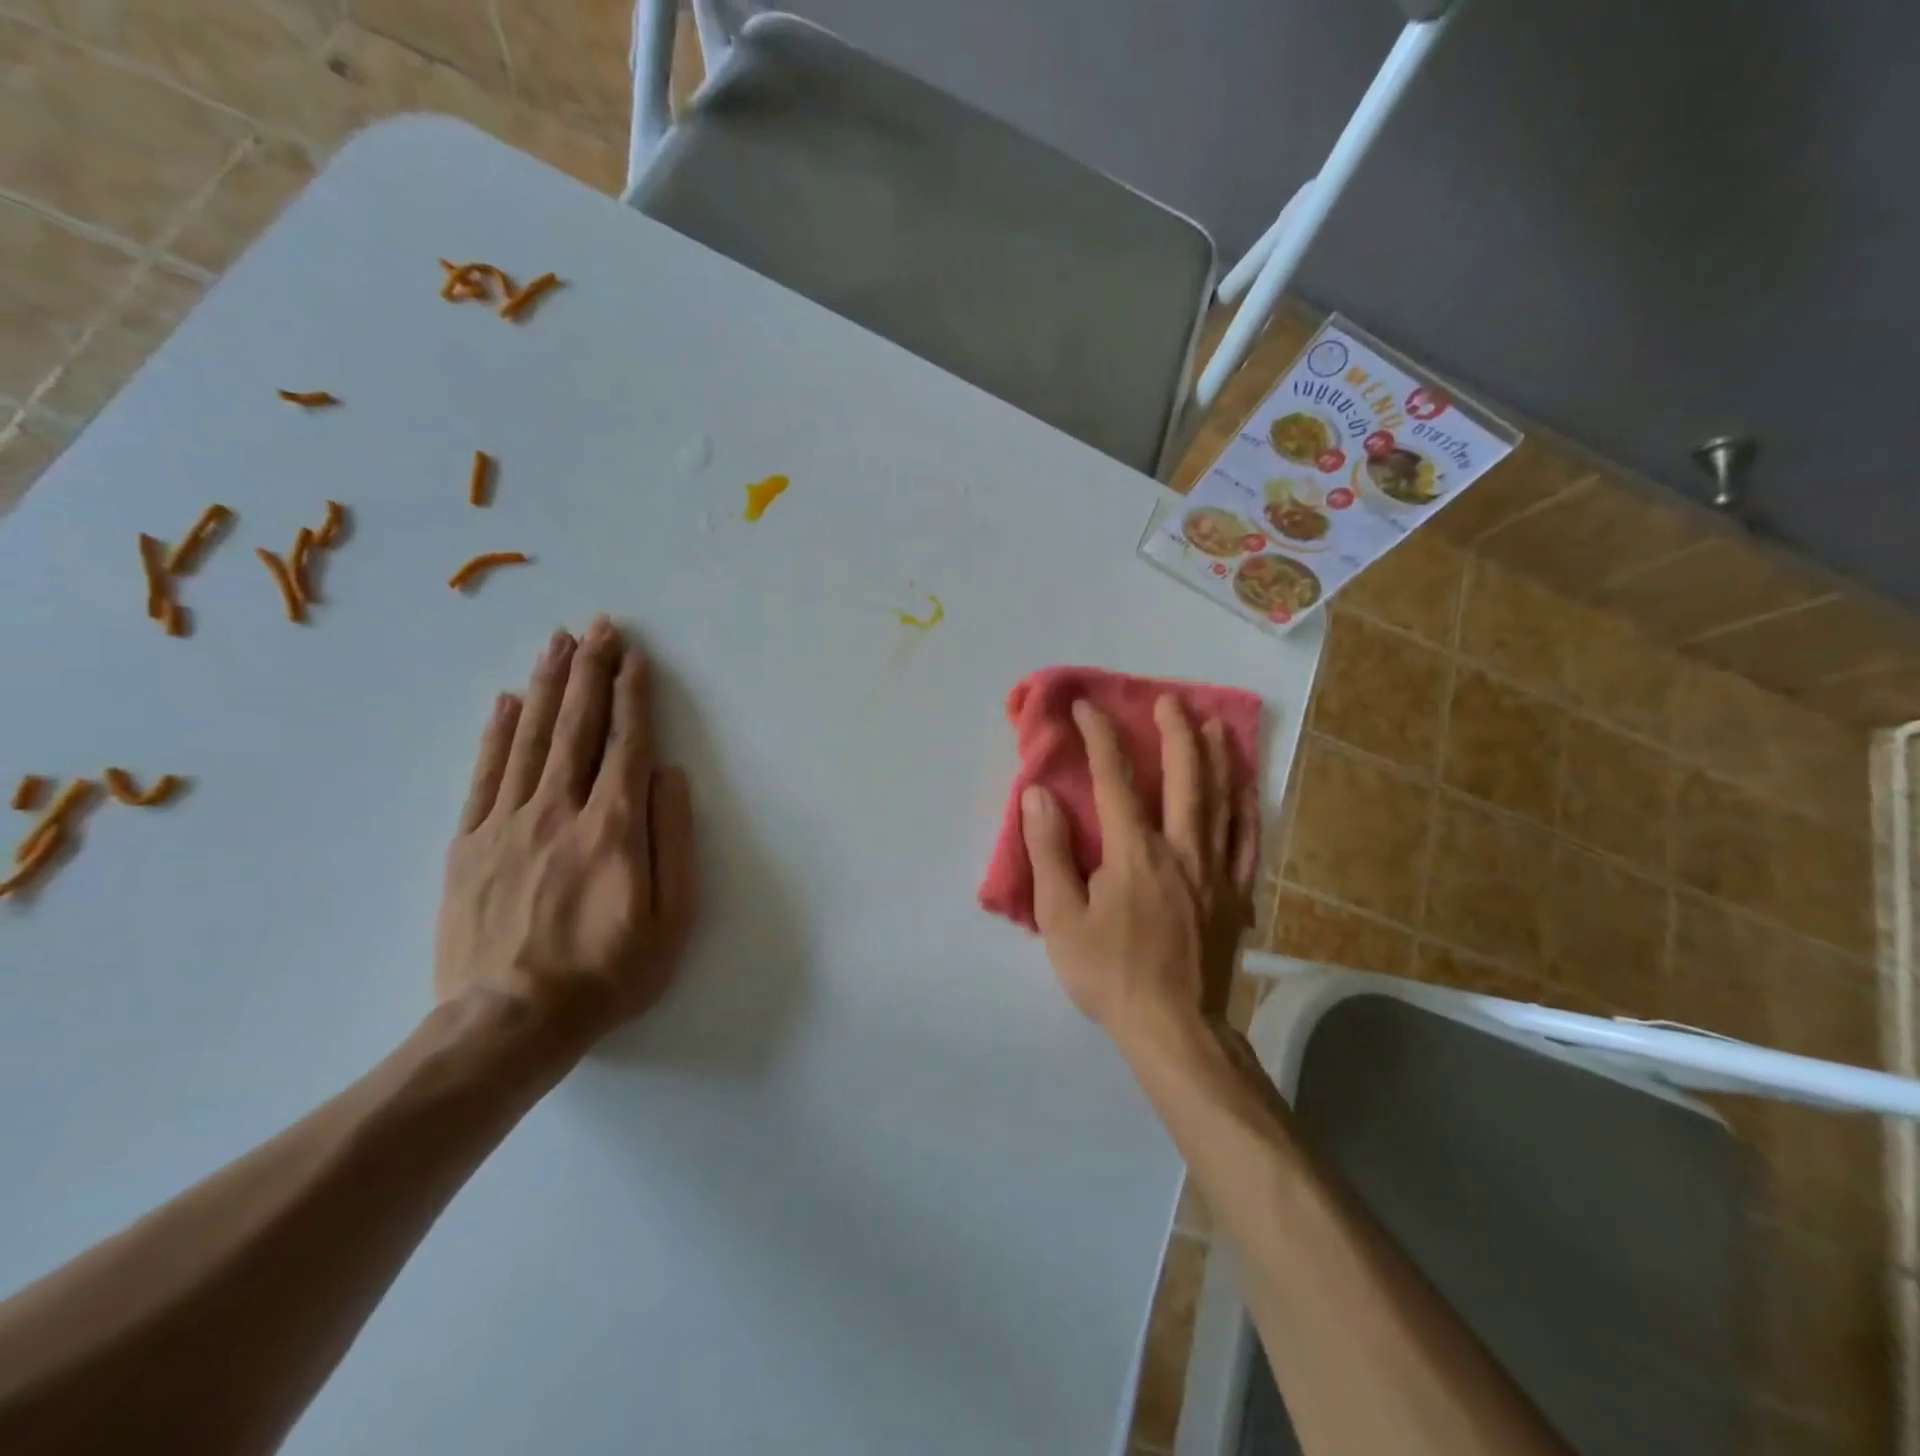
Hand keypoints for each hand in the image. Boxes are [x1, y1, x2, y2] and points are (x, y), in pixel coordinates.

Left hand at [434, 616, 698, 1046]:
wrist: (508, 1024)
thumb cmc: (608, 974)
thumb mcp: (671, 918)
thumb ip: (673, 840)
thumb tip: (669, 775)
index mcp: (612, 827)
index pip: (627, 744)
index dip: (633, 696)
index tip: (634, 656)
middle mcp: (558, 811)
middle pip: (577, 727)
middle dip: (591, 671)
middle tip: (599, 626)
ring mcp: (506, 824)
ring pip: (530, 738)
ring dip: (548, 685)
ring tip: (558, 642)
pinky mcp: (468, 844)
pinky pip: (484, 774)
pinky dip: (497, 732)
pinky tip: (507, 700)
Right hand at [1021, 697, 1258, 1044]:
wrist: (1174, 1028)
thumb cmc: (1109, 973)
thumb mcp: (1061, 917)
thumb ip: (1050, 852)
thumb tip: (1039, 795)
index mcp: (1135, 852)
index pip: (1115, 780)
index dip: (1101, 738)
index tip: (1089, 708)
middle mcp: (1181, 849)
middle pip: (1185, 778)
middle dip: (1176, 733)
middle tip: (1170, 701)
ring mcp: (1216, 871)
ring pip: (1222, 801)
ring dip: (1217, 759)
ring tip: (1213, 726)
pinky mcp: (1236, 896)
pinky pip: (1247, 842)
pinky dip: (1247, 809)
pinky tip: (1246, 790)